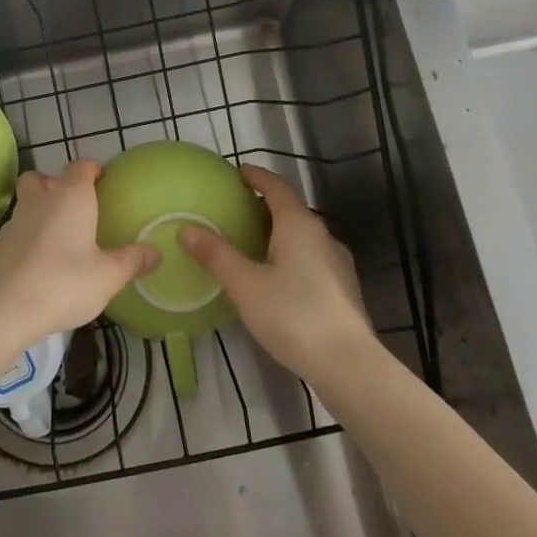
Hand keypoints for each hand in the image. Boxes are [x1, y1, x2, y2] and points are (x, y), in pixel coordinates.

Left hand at [0, 160, 157, 354]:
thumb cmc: (64, 283)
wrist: (6, 309)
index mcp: (71, 197)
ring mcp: (16, 220)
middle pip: (43, 177)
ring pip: (27, 200)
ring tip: (59, 232)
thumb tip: (155, 252)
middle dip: (56, 182)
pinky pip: (19, 226)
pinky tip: (41, 256)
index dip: (92, 169)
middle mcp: (41, 199)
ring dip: (40, 207)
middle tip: (75, 204)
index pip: (81, 167)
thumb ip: (132, 261)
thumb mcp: (108, 276)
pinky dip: (29, 232)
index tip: (102, 180)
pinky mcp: (1, 243)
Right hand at [179, 165, 374, 384]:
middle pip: (290, 210)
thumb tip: (187, 229)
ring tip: (249, 244)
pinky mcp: (342, 288)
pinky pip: (310, 258)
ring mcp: (337, 262)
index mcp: (298, 225)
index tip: (237, 172)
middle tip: (233, 211)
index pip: (275, 187)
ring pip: (301, 236)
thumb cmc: (293, 315)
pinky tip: (274, 277)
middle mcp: (321, 236)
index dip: (256, 176)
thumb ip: (217, 255)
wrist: (348, 364)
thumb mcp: (245, 285)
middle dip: (262, 206)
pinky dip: (289, 255)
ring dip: (276, 233)